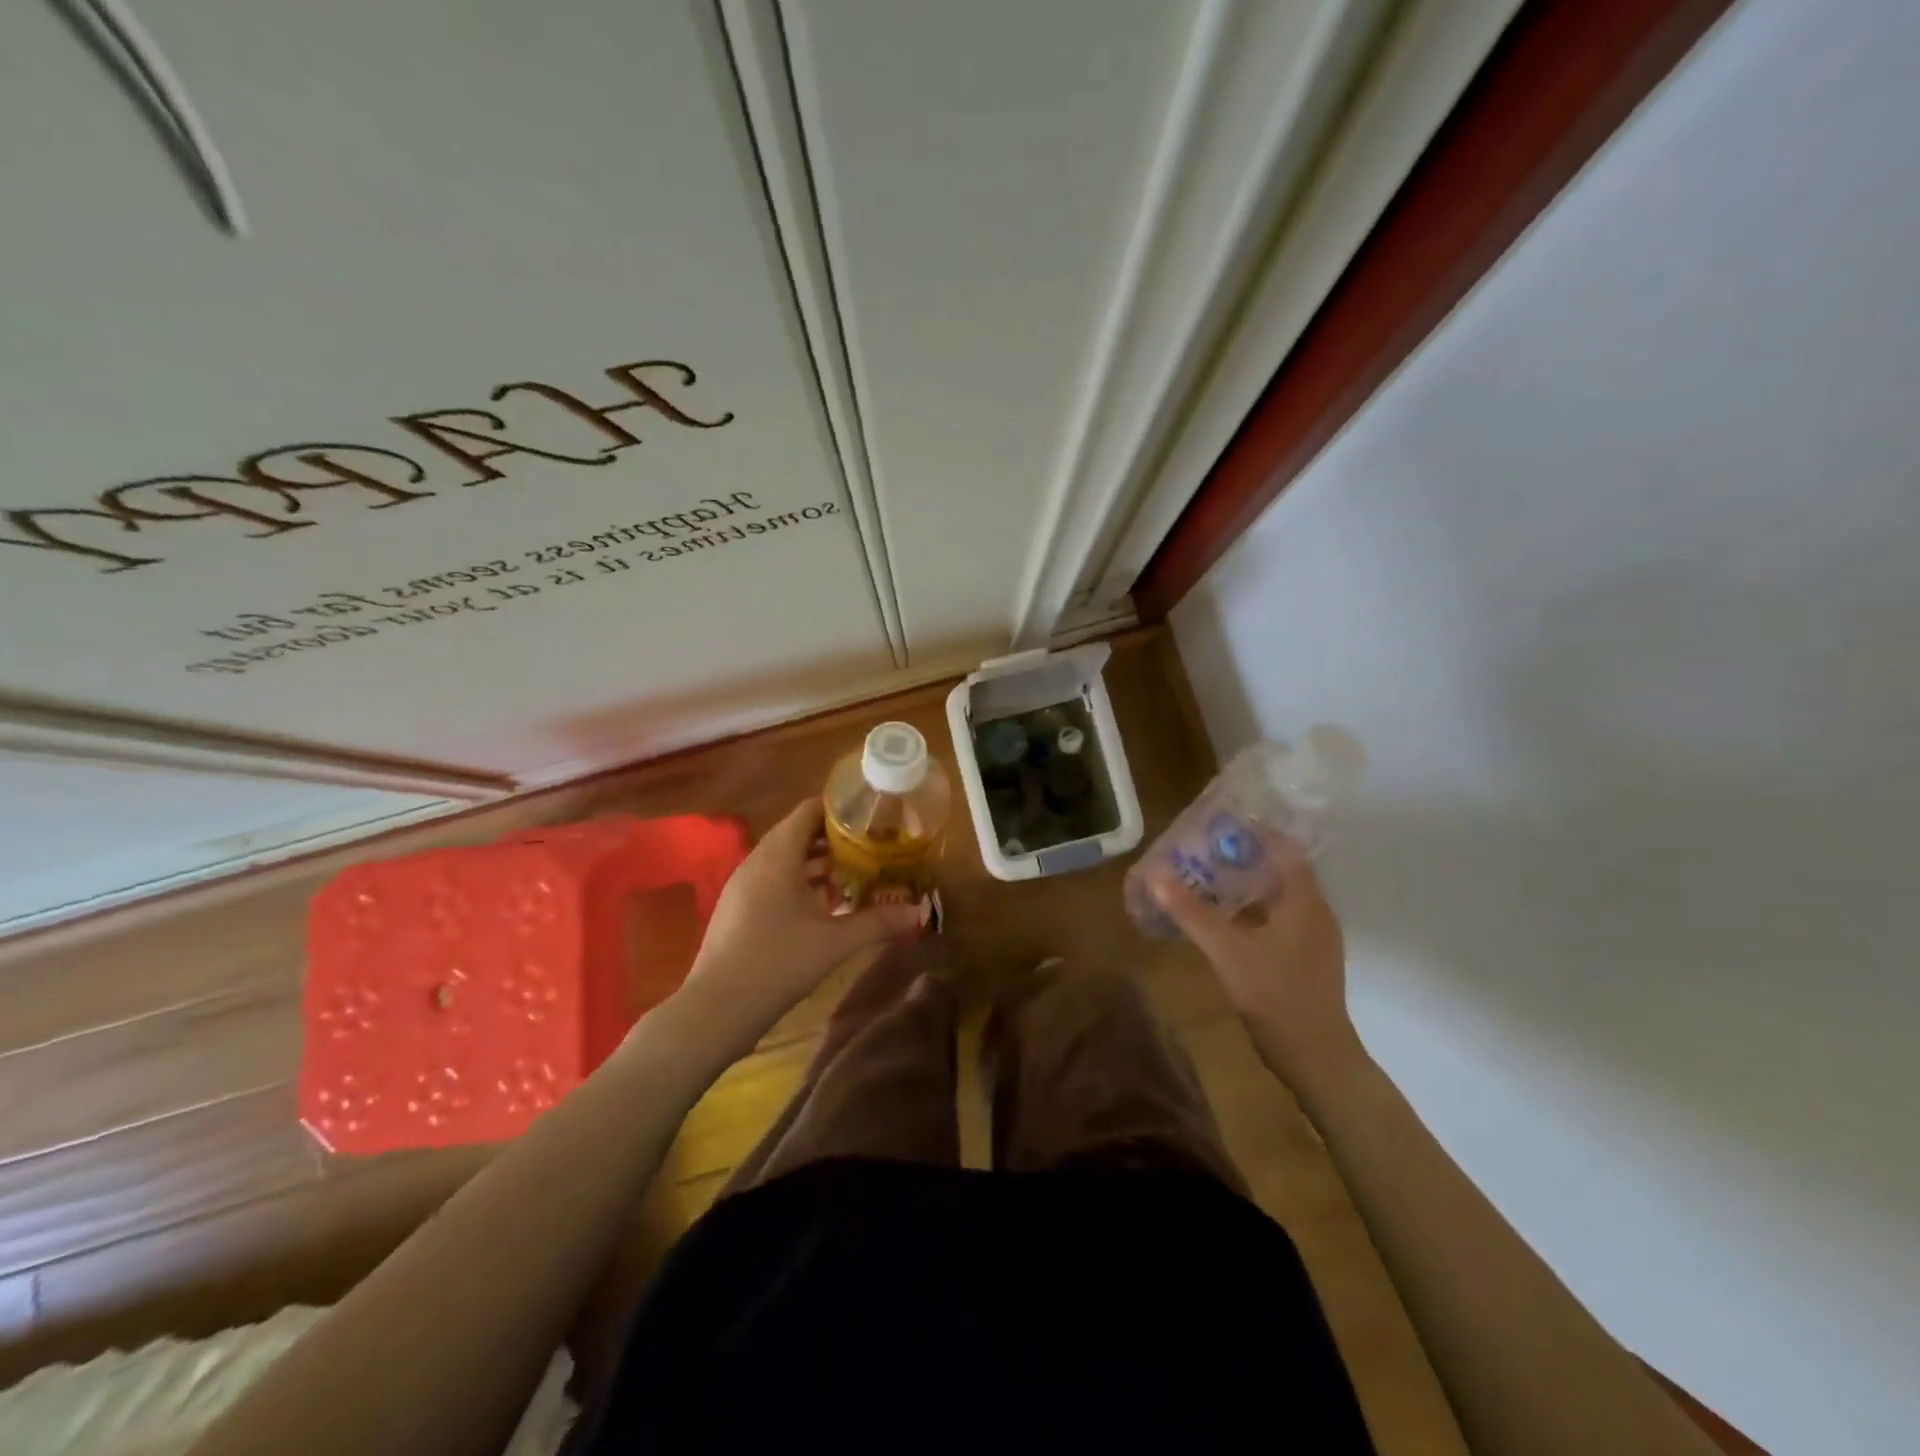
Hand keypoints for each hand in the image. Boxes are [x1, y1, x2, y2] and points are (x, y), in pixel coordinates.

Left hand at [677, 799, 927, 1047]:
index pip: (807, 812)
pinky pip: (773, 881)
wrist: (717, 1009)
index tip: (870, 814)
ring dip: (817, 864)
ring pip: (785, 860)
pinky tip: (824, 908)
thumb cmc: (777, 962)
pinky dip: (799, 884)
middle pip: (797, 834)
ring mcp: (742, 887)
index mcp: (777, 857)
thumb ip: (877, 922)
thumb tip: (918, 912)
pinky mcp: (737, 910)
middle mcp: (757, 863)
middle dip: (834, 838)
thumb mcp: (835, 942)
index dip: (838, 808)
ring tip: (854, 875)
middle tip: (871, 846)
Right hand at [1143, 849, 1361, 1081]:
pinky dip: (1250, 909)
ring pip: (1277, 895)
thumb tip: (1155, 874)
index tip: (1217, 824)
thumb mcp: (1227, 951)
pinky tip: (1222, 918)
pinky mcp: (1304, 957)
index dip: (1253, 832)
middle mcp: (1314, 911)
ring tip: (1205, 877)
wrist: (1317, 1058)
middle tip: (1201, 849)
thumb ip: (1191, 912)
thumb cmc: (1276, 996)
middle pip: (1279, 869)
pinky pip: (1277, 917)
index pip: (1284, 848)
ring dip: (1245, 883)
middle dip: (1242, 856)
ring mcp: (1312, 937)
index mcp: (1304, 901)